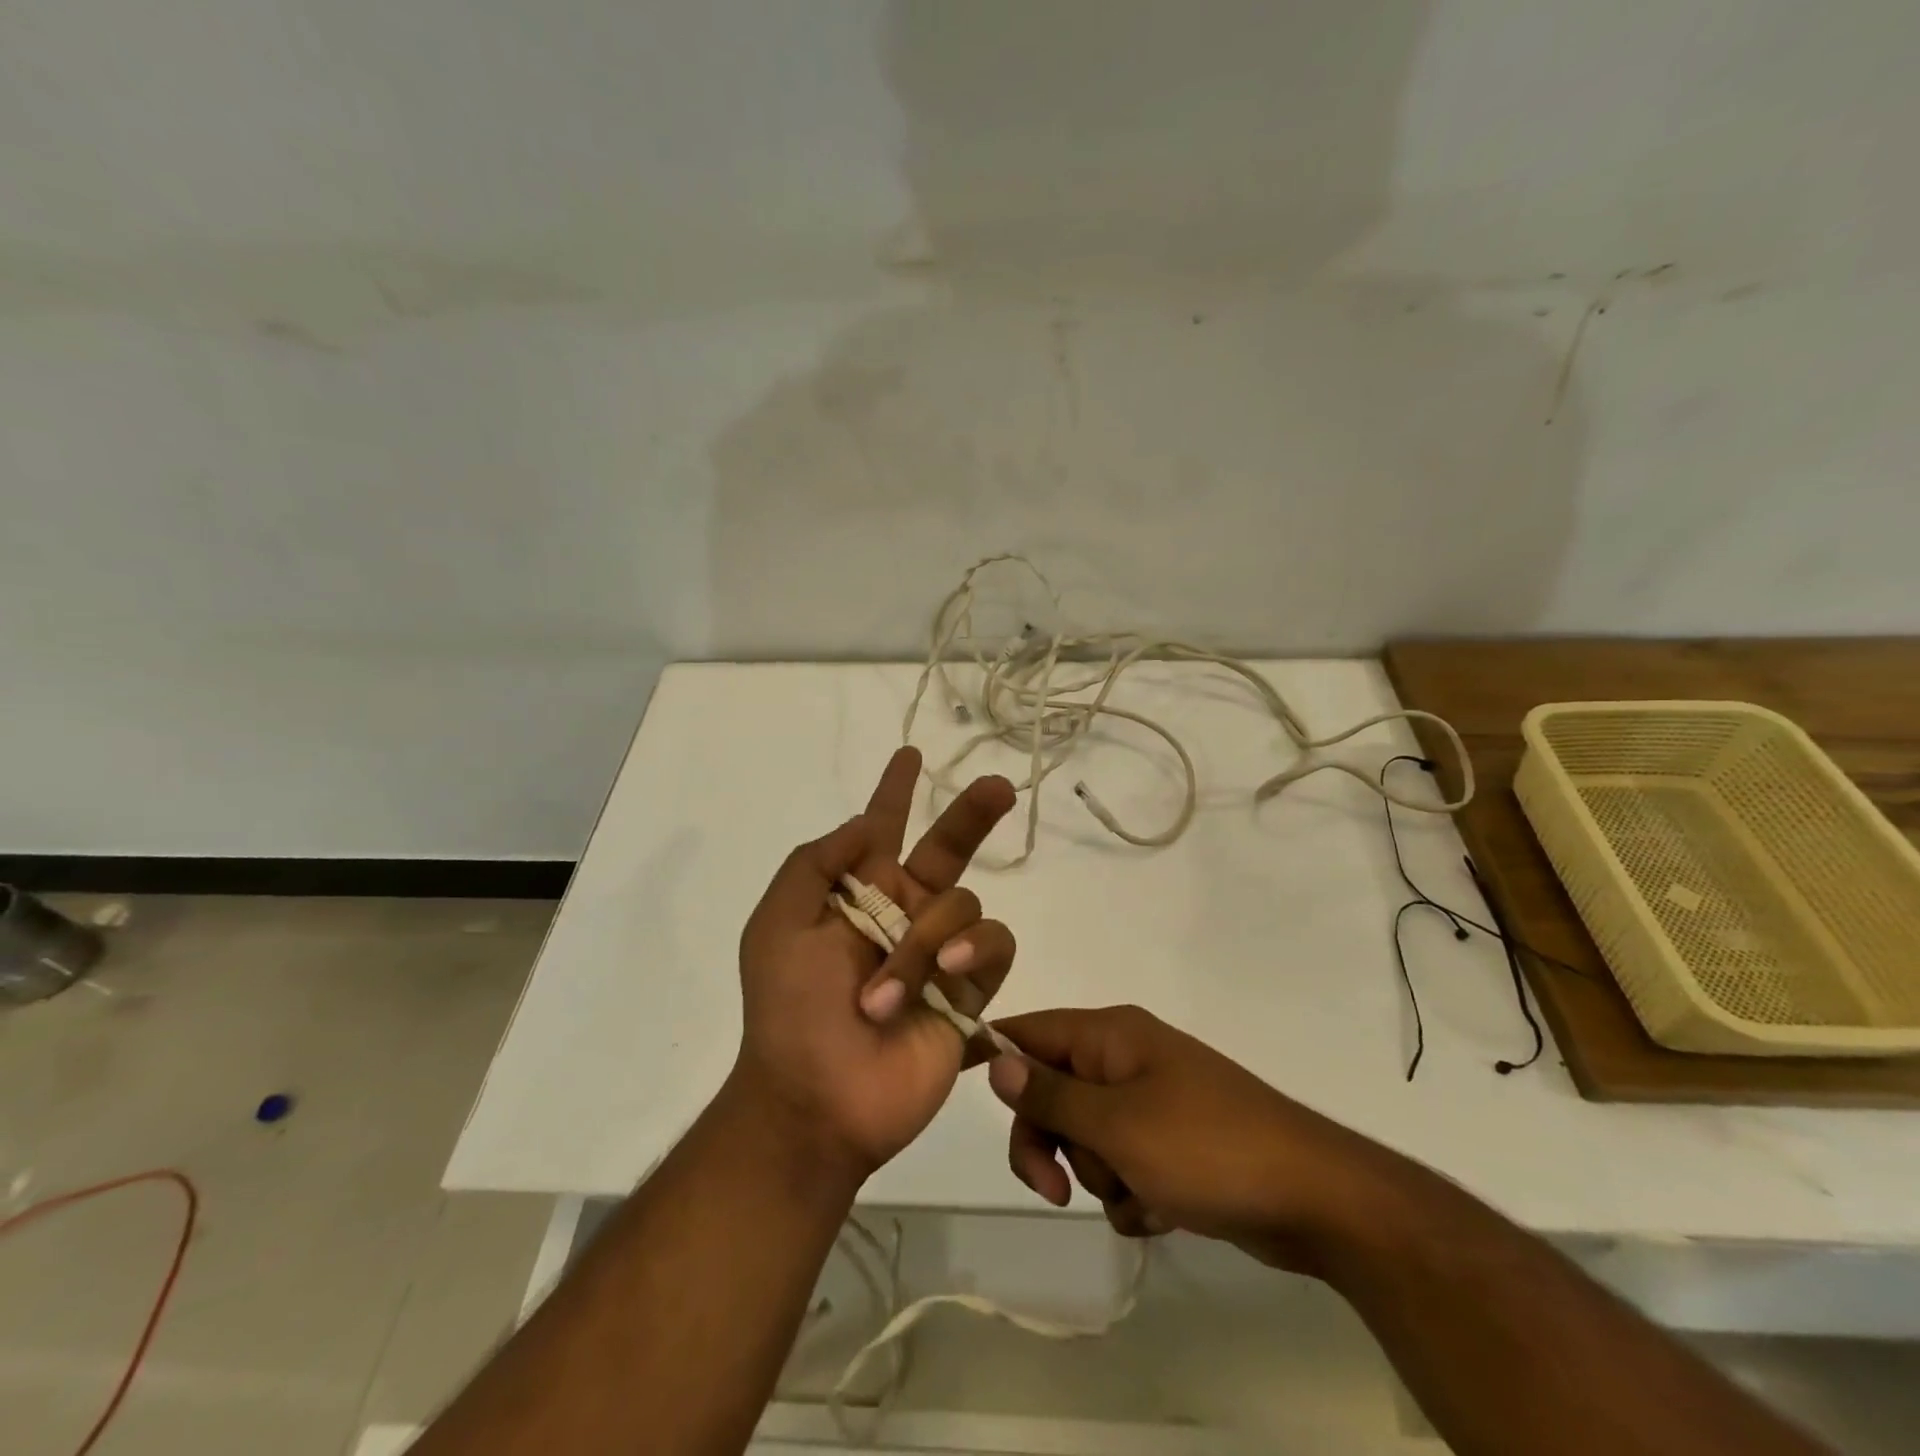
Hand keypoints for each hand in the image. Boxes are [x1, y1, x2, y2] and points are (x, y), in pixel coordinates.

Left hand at [733, 747, 1017, 1180]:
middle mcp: (905, 913)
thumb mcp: (776, 925)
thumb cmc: (788, 1010)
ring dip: (925, 943)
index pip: (882, 828)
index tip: (910, 754)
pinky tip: (947, 977)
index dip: (895, 792)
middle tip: (1001, 785)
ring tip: (883, 995)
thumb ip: (816, 864)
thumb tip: (864, 823)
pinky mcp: (971, 990)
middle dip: (972, 814)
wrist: (815, 1099)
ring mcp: (942, 951)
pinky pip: (994, 947)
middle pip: (950, 848)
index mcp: (859, 893)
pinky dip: (972, 953)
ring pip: (965, 905)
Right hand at [987, 1005, 1407, 1273]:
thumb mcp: (1117, 1124)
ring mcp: (1152, 1101)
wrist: (1316, 1199)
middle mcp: (1126, 1058)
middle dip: (1051, 1143)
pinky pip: (1124, 1165)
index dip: (999, 1060)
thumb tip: (997, 1059)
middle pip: (1052, 1091)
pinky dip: (1132, 1194)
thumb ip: (1051, 1093)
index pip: (1031, 1031)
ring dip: (1099, 1175)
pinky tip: (1162, 1211)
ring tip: (1141, 1192)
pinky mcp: (1173, 1144)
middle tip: (1058, 1190)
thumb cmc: (1207, 1148)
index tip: (982, 1103)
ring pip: (1087, 1137)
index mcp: (1111, 1035)